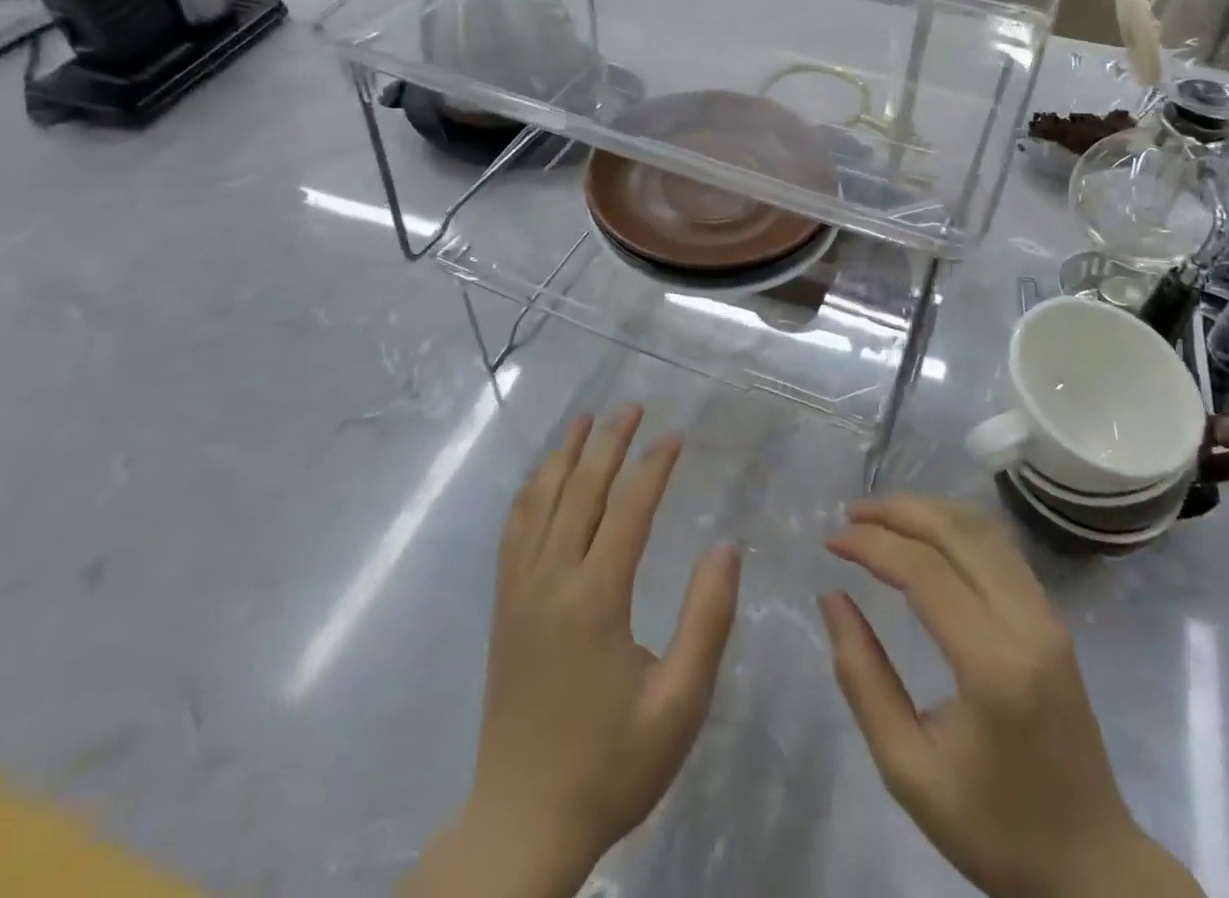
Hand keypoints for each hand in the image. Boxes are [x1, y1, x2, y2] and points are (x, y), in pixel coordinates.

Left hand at [407, 407, 740, 897]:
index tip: (676, 434)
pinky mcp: (504, 605)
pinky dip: (532, 490)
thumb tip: (724, 547)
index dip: (654, 465)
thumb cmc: (611, 765)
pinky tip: (544, 476)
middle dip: (610, 442)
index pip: (629, 508)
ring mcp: (520, 589)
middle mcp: (552, 579)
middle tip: (633, 406)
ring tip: (586, 419)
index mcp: (596, 598)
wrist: (523, 821)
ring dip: (565, 454)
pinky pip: (514, 529)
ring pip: (541, 500)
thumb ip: (707, 620)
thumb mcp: (679, 704)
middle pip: (582, 490)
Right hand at [821, 497, 1203, 897]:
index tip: (830, 542)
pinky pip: (1000, 548)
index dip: (872, 544)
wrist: (1092, 867)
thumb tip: (832, 598)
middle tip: (850, 516)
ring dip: (927, 511)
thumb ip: (864, 679)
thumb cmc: (995, 829)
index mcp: (994, 666)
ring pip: (982, 530)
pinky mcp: (1053, 618)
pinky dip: (955, 526)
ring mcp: (1047, 616)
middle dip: (897, 511)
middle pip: (957, 533)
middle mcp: (1027, 624)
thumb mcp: (909, 771)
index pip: (925, 571)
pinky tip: (926, 533)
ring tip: (879, 517)